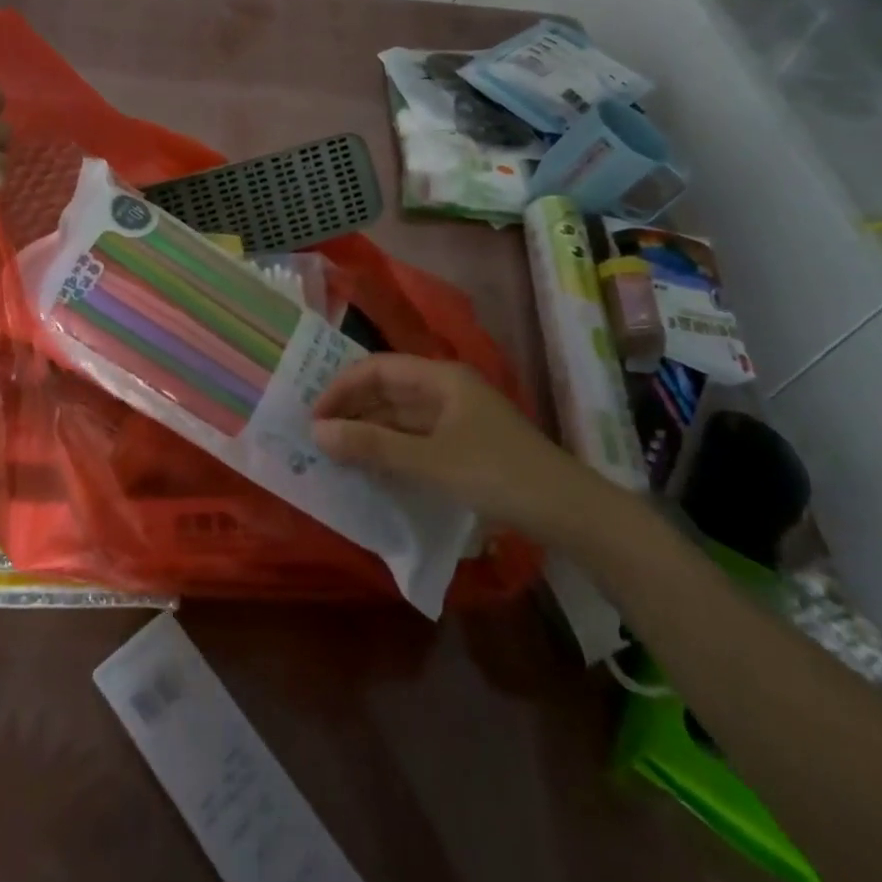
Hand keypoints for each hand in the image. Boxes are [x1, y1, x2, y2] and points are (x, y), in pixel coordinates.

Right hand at [311, 355, 611, 546]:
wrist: (568, 512)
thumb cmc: (497, 474)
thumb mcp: (430, 461)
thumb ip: (373, 446)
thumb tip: (316, 432)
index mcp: (440, 377)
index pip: (378, 368)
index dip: (342, 388)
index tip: (313, 417)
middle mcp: (446, 389)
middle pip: (387, 390)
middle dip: (351, 410)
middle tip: (315, 438)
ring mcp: (456, 418)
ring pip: (400, 416)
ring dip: (369, 432)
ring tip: (334, 454)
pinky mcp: (463, 445)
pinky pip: (414, 438)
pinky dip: (390, 449)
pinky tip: (371, 468)